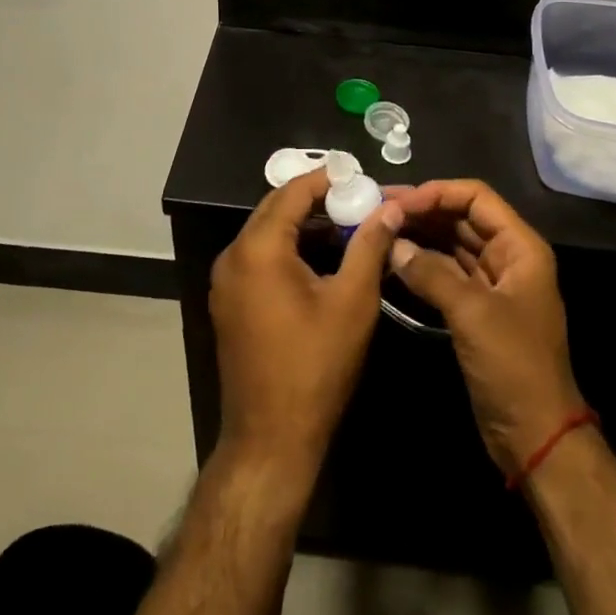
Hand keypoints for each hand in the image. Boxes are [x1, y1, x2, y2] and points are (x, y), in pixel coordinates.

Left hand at [210, 169, 403, 471]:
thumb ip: (369, 245)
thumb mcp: (352, 301)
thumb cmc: (315, 366)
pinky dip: (288, 248)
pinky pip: (259, 257)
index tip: (358, 175)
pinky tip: (321, 258)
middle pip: (275, 208)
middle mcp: (233, 256)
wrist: (270, 439)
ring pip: (267, 233)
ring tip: (346, 224)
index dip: (326, 178)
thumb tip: (389, 206)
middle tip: (356, 198)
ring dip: (303, 224)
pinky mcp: (229, 302)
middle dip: (315, 199)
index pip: (292, 192)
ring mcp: (226, 281)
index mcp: (258, 248)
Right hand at [388, 179, 585, 475]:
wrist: (535, 436)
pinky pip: (445, 272)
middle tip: (378, 209)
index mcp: (520, 247)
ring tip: (379, 228)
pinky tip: (392, 260)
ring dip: (419, 235)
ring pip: (451, 244)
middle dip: (422, 211)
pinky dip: (421, 264)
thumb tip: (393, 244)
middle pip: (462, 218)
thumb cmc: (514, 366)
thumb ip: (431, 273)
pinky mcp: (475, 308)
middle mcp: (507, 257)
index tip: (398, 202)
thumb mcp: (472, 314)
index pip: (476, 198)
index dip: (437, 193)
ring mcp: (491, 284)